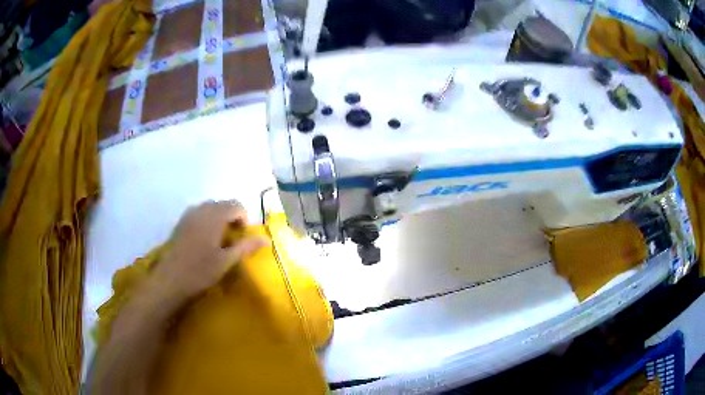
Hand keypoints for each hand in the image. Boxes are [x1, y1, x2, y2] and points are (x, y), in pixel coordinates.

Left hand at [150, 200, 267, 301]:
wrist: (171, 279)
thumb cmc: (201, 271)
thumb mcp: (226, 261)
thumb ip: (246, 247)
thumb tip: (267, 239)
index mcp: (214, 216)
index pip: (236, 206)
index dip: (243, 219)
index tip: (242, 237)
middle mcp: (202, 209)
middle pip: (223, 204)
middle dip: (232, 217)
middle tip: (233, 239)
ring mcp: (189, 214)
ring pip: (210, 208)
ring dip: (219, 218)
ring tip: (220, 239)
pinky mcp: (181, 222)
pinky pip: (199, 213)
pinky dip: (207, 220)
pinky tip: (205, 239)